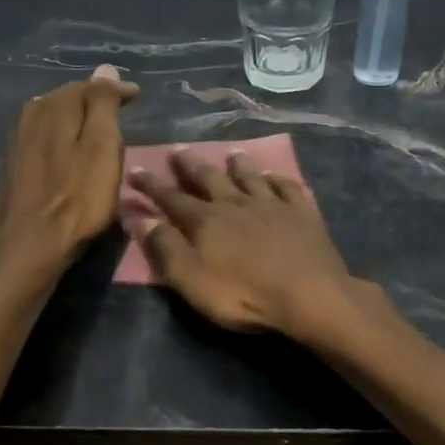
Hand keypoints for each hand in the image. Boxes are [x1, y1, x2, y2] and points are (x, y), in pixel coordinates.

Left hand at [0, 65, 139, 284]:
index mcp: (53, 109)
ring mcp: (15, 144)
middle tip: (117, 108)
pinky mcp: (10, 169)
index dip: (114, 90)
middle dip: (91, 99)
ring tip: (92, 126)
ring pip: (47, 116)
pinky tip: (63, 149)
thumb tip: (104, 69)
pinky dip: (56, 136)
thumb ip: (103, 106)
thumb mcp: (102, 149)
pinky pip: (37, 137)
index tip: (137, 96)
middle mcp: (29, 118)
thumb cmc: (78, 200)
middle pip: (64, 98)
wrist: (30, 248)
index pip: (88, 87)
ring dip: (71, 116)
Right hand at [128, 149, 360, 339]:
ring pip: (250, 177)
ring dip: (238, 165)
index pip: (171, 198)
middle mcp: (236, 204)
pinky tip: (274, 176)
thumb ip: (167, 248)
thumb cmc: (244, 294)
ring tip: (231, 153)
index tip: (135, 169)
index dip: (151, 185)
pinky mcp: (303, 213)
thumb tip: (144, 219)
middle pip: (209, 178)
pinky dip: (277, 178)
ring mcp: (273, 205)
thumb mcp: (192, 279)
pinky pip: (287, 187)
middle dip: (190, 165)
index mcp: (206, 221)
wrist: (308, 295)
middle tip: (178, 150)